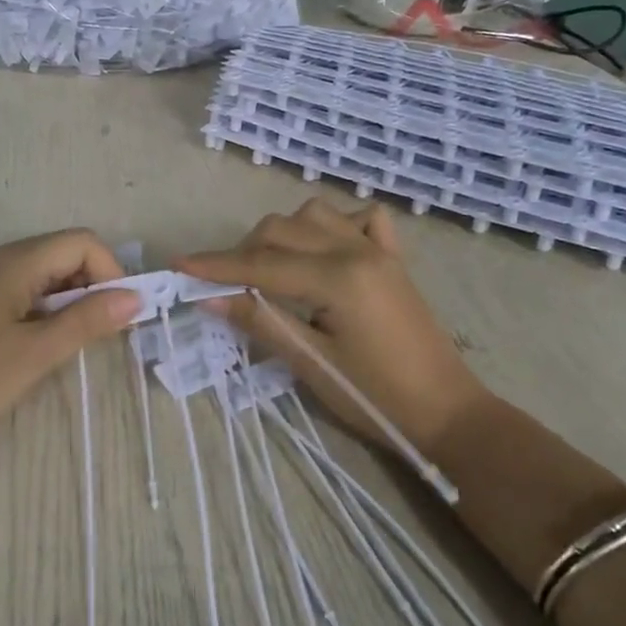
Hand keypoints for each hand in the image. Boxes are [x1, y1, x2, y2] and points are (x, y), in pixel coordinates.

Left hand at [0, 229, 140, 453]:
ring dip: (66, 300)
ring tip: (68, 343)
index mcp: (12, 261)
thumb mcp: (35, 353)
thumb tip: (135, 298)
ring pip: (40, 274)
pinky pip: (17, 290)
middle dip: (90, 286)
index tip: (118, 316)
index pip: (81, 242)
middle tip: (98, 333)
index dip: (109, 271)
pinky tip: (35, 344)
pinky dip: (40, 309)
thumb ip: (87, 321)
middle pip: (61, 253)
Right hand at [176, 199, 489, 458]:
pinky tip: (325, 251)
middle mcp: (356, 250)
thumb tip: (209, 298)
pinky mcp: (393, 258)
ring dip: (284, 233)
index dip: (216, 266)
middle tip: (227, 286)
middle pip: (283, 229)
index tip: (179, 264)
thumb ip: (260, 323)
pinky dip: (334, 225)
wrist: (447, 411)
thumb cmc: (376, 398)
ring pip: (315, 214)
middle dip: (245, 251)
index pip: (261, 265)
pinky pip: (360, 219)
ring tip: (271, 268)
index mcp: (337, 278)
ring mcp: (378, 249)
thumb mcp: (312, 365)